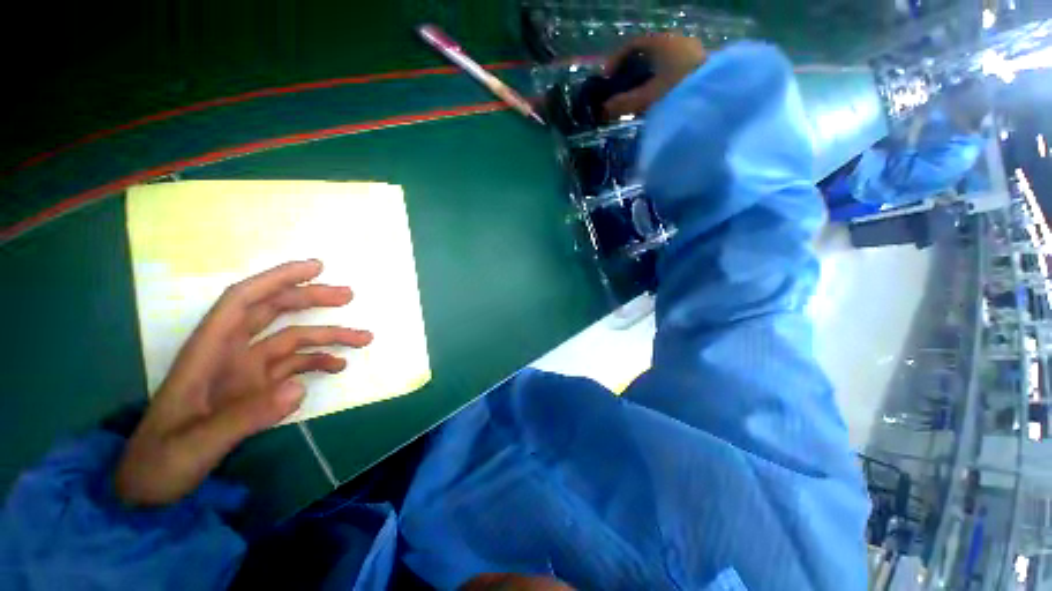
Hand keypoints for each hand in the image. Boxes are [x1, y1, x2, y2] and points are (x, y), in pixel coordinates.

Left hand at [115, 260, 372, 505]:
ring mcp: (246, 372)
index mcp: (208, 353)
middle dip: (311, 299)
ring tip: (363, 339)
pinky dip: (318, 362)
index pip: (243, 301)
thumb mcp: (194, 446)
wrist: (150, 488)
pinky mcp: (258, 389)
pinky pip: (294, 366)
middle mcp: (230, 354)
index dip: (278, 279)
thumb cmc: (160, 463)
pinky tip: (338, 365)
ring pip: (293, 340)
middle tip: (349, 296)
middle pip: (274, 313)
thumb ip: (244, 417)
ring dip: (327, 336)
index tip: (316, 268)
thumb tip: (301, 388)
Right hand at [603, 34, 706, 118]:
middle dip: (631, 71)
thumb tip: (602, 111)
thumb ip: (623, 104)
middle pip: (647, 54)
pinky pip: (674, 70)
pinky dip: (661, 82)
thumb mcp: (646, 98)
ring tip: (639, 98)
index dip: (616, 60)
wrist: (717, 97)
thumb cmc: (677, 91)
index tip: (607, 78)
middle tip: (622, 89)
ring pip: (661, 63)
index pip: (633, 45)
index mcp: (662, 42)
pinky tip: (658, 98)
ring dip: (647, 79)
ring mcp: (692, 52)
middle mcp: (677, 41)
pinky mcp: (700, 67)